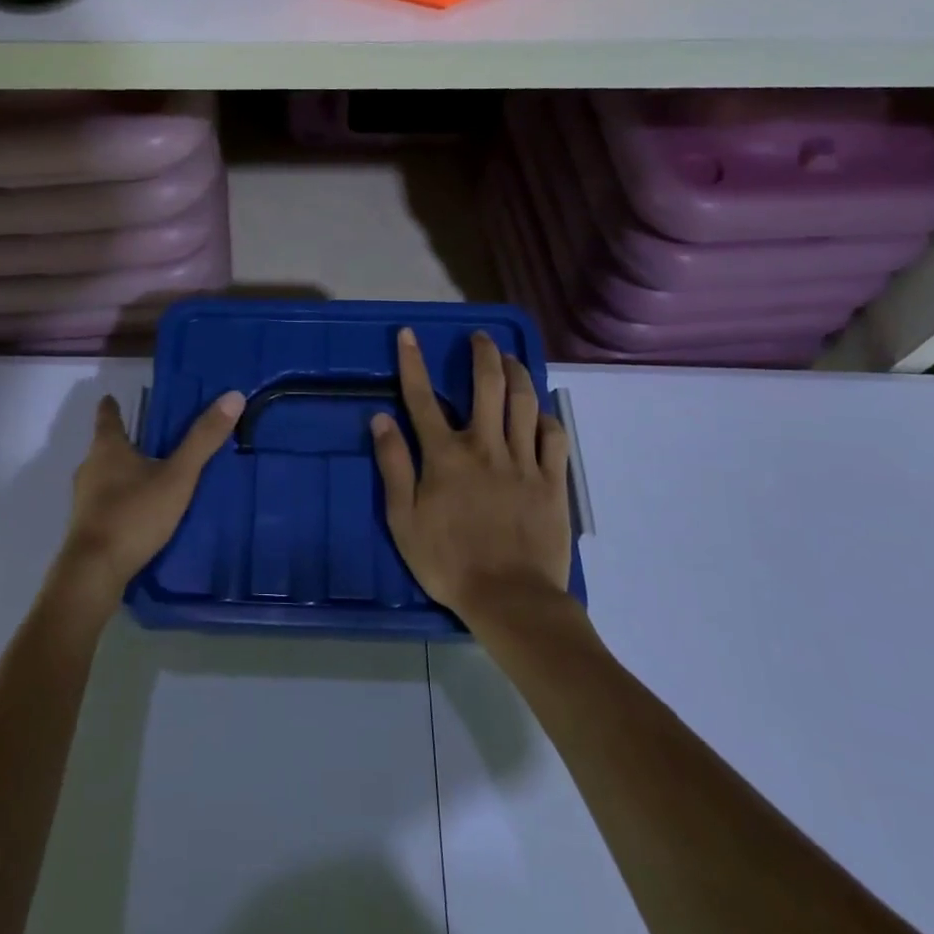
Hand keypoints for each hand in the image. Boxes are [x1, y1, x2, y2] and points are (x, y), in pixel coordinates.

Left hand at [55, 389, 245, 602]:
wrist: (94, 572)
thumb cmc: (134, 514)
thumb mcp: (177, 477)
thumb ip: (203, 440)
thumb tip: (232, 396)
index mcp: (108, 448)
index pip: (107, 416)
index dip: (112, 406)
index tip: (114, 396)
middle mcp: (90, 467)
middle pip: (105, 446)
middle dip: (125, 441)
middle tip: (151, 437)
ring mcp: (84, 499)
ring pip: (104, 474)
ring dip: (123, 471)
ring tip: (150, 474)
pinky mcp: (86, 526)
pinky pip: (105, 501)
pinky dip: (121, 497)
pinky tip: (140, 509)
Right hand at [371, 328, 571, 625]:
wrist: (510, 598)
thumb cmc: (448, 562)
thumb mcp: (403, 519)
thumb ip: (393, 465)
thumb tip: (380, 419)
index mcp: (445, 455)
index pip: (422, 397)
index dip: (412, 362)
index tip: (408, 334)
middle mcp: (485, 446)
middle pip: (487, 385)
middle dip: (482, 353)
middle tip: (480, 338)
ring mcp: (523, 461)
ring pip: (523, 402)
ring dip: (516, 373)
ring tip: (510, 359)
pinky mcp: (552, 480)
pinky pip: (554, 436)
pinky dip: (546, 418)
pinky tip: (540, 413)